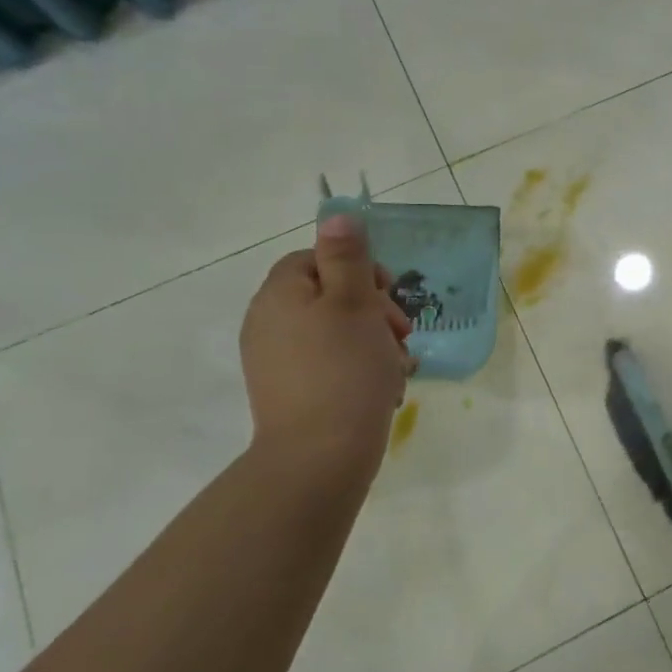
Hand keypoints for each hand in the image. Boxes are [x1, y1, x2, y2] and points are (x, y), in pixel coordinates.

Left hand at [239, 213, 414, 477]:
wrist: (321, 456)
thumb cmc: (345, 370)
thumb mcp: (355, 303)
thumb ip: (347, 257)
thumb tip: (336, 215)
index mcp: (280, 295)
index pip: (316, 259)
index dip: (358, 270)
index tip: (388, 295)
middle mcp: (269, 323)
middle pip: (329, 296)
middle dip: (374, 311)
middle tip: (402, 334)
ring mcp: (277, 362)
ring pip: (336, 333)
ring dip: (374, 342)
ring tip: (397, 367)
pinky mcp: (291, 393)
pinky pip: (330, 365)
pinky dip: (359, 370)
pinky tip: (382, 389)